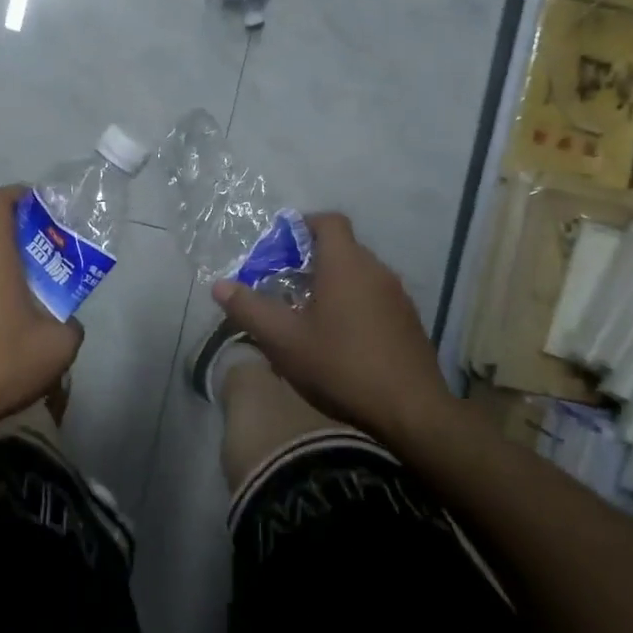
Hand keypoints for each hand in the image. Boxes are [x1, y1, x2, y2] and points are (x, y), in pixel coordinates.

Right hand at [213, 212, 448, 443]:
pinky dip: (355, 306)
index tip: (282, 247)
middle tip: (286, 287)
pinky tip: (341, 341)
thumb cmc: (342, 366)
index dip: (304, 225)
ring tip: (310, 317)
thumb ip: (250, 310)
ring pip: (360, 275)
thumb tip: (220, 285)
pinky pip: (376, 299)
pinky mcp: (409, 322)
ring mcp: (398, 296)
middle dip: (312, 261)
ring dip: (334, 285)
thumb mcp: (284, 341)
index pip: (329, 221)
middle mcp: (376, 270)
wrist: (412, 411)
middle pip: (343, 248)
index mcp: (346, 264)